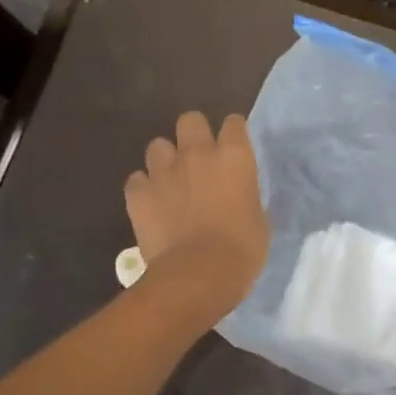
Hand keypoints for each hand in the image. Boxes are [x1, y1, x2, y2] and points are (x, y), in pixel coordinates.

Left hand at [124, 111, 269, 314]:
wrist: (198, 274)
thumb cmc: (242, 250)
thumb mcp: (258, 219)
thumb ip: (245, 196)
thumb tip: (238, 197)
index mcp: (234, 157)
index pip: (234, 123)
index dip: (233, 133)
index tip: (233, 147)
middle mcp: (197, 154)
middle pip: (190, 120)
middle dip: (193, 134)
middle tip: (198, 158)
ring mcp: (163, 171)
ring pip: (157, 145)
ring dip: (165, 160)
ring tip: (170, 181)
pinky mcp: (138, 193)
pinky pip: (137, 179)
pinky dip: (143, 188)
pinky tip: (151, 204)